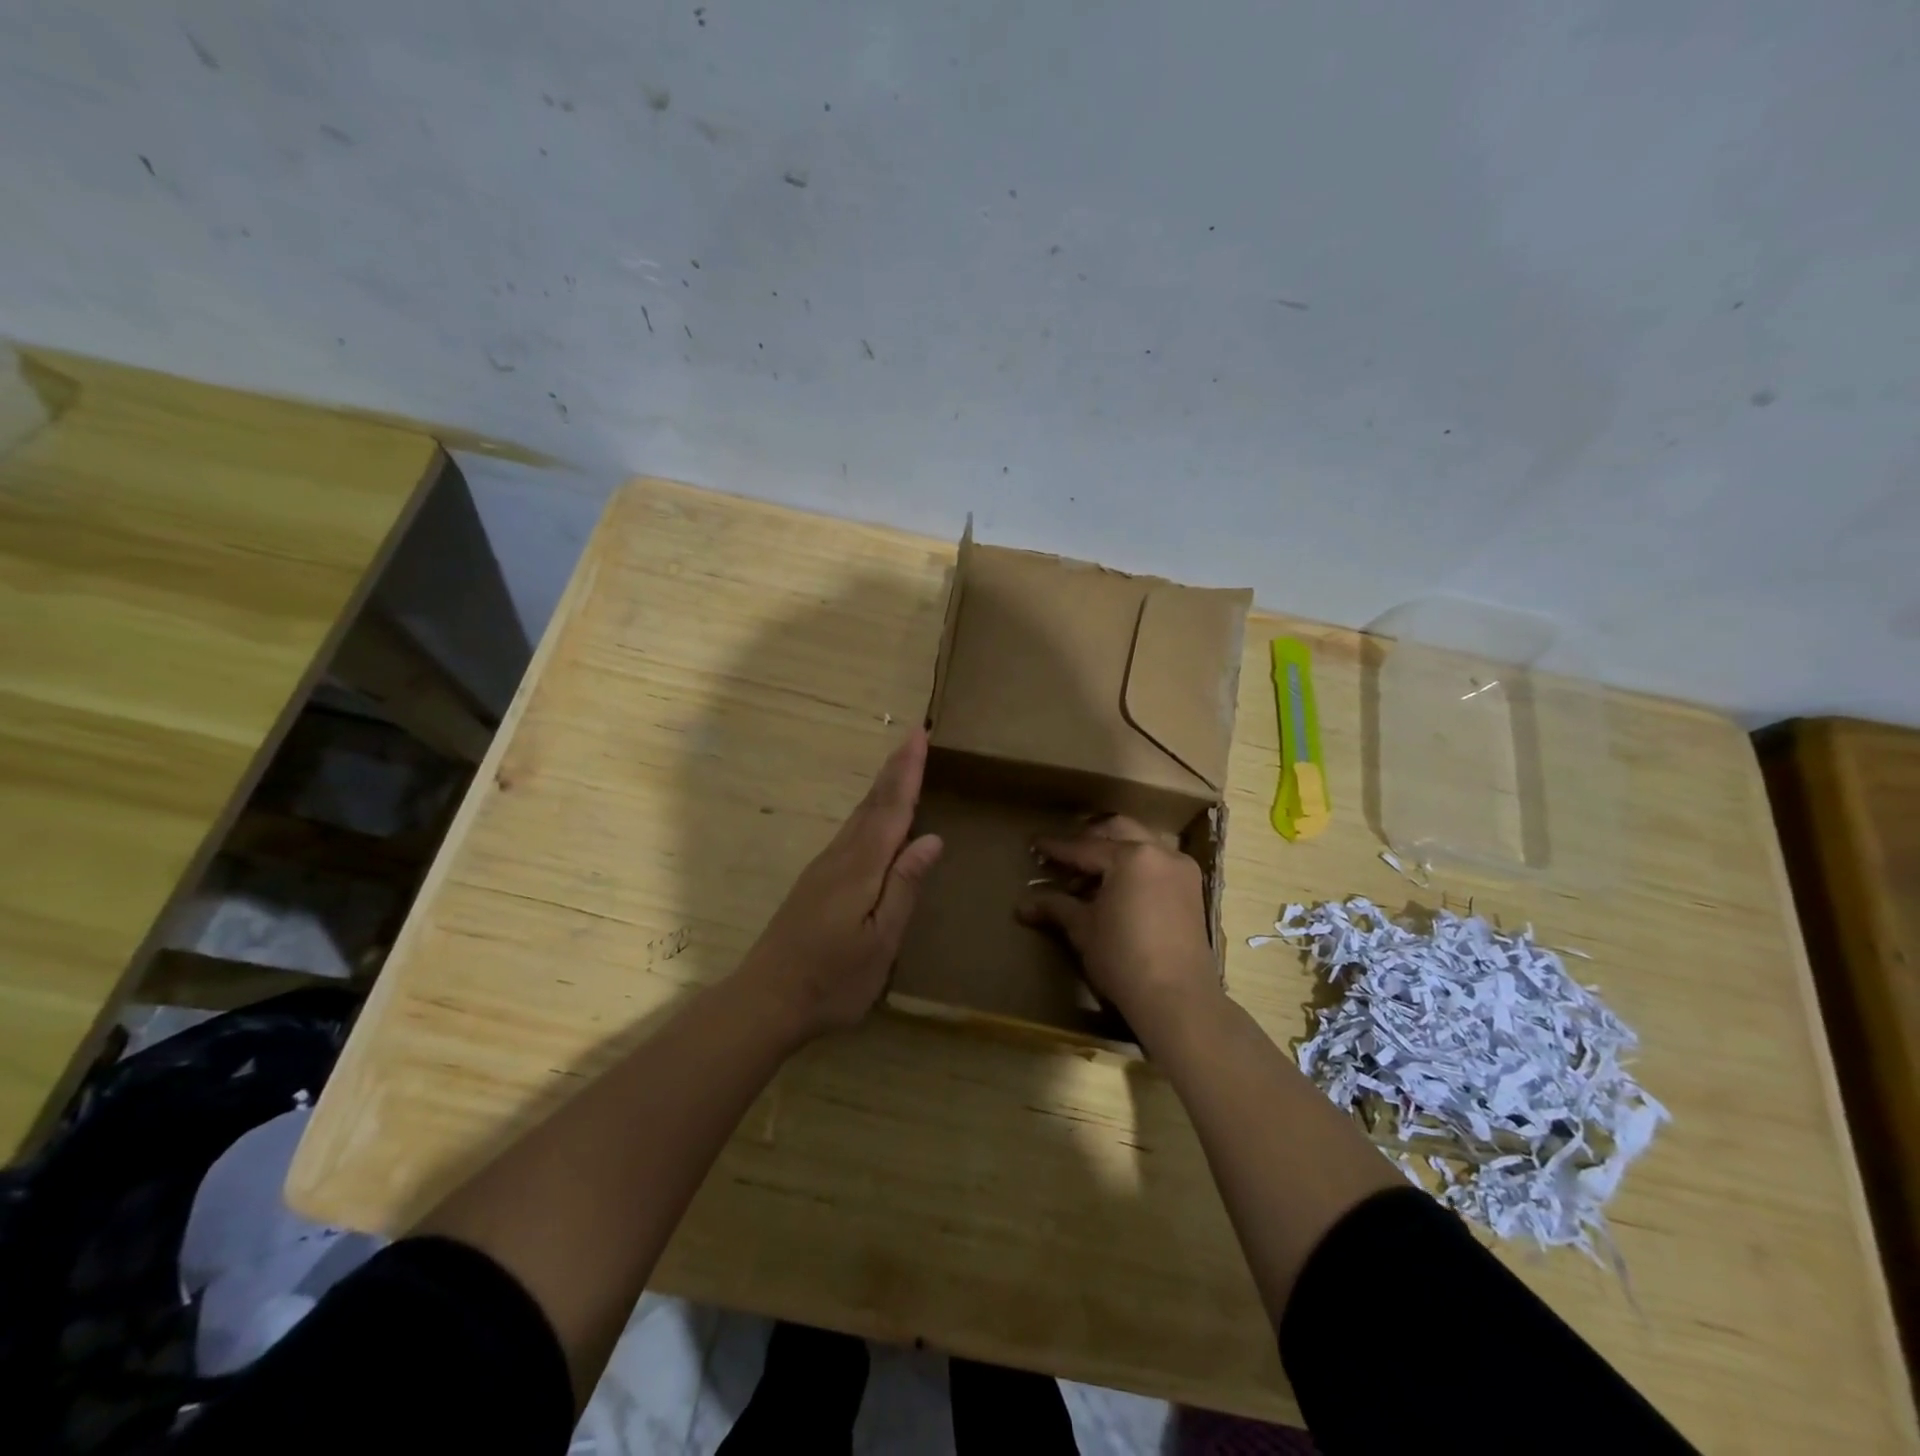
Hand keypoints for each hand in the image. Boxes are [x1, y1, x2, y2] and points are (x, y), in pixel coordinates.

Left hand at [739, 728, 943, 1039]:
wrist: (765, 1000)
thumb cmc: (832, 979)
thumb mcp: (880, 942)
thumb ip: (904, 887)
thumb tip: (931, 838)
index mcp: (861, 868)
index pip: (892, 808)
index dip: (908, 771)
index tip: (919, 735)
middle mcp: (841, 857)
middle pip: (873, 803)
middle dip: (896, 768)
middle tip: (914, 736)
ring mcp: (824, 868)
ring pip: (860, 816)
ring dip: (883, 786)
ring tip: (901, 765)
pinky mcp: (816, 882)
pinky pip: (852, 832)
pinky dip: (871, 811)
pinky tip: (876, 817)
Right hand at [1017, 816, 1220, 1031]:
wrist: (1177, 999)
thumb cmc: (1123, 958)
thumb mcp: (1083, 929)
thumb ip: (1056, 906)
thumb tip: (1023, 905)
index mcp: (1132, 856)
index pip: (1084, 847)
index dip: (1056, 848)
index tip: (1035, 844)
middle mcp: (1160, 853)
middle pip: (1117, 832)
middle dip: (1088, 839)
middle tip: (1064, 855)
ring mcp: (1181, 870)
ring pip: (1141, 845)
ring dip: (1113, 853)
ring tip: (1088, 876)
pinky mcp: (1192, 891)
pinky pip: (1157, 864)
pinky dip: (1134, 868)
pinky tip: (1116, 889)